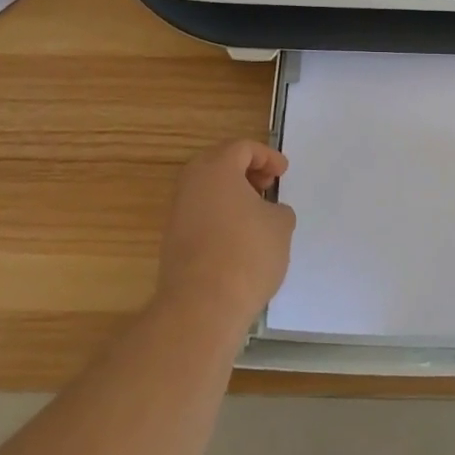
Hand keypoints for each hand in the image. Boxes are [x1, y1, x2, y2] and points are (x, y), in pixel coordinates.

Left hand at [156, 140, 295, 334]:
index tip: (282, 173)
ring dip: (231, 194)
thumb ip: (277, 209)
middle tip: (266, 185)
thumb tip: (266, 213)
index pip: (242, 148)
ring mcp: (178, 213)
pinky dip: (220, 215)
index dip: (267, 156)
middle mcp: (191, 184)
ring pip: (206, 190)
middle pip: (218, 163)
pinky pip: (200, 214)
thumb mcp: (280, 225)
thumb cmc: (247, 254)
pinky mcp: (172, 241)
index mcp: (217, 169)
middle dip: (245, 170)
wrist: (202, 306)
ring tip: (256, 214)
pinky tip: (239, 238)